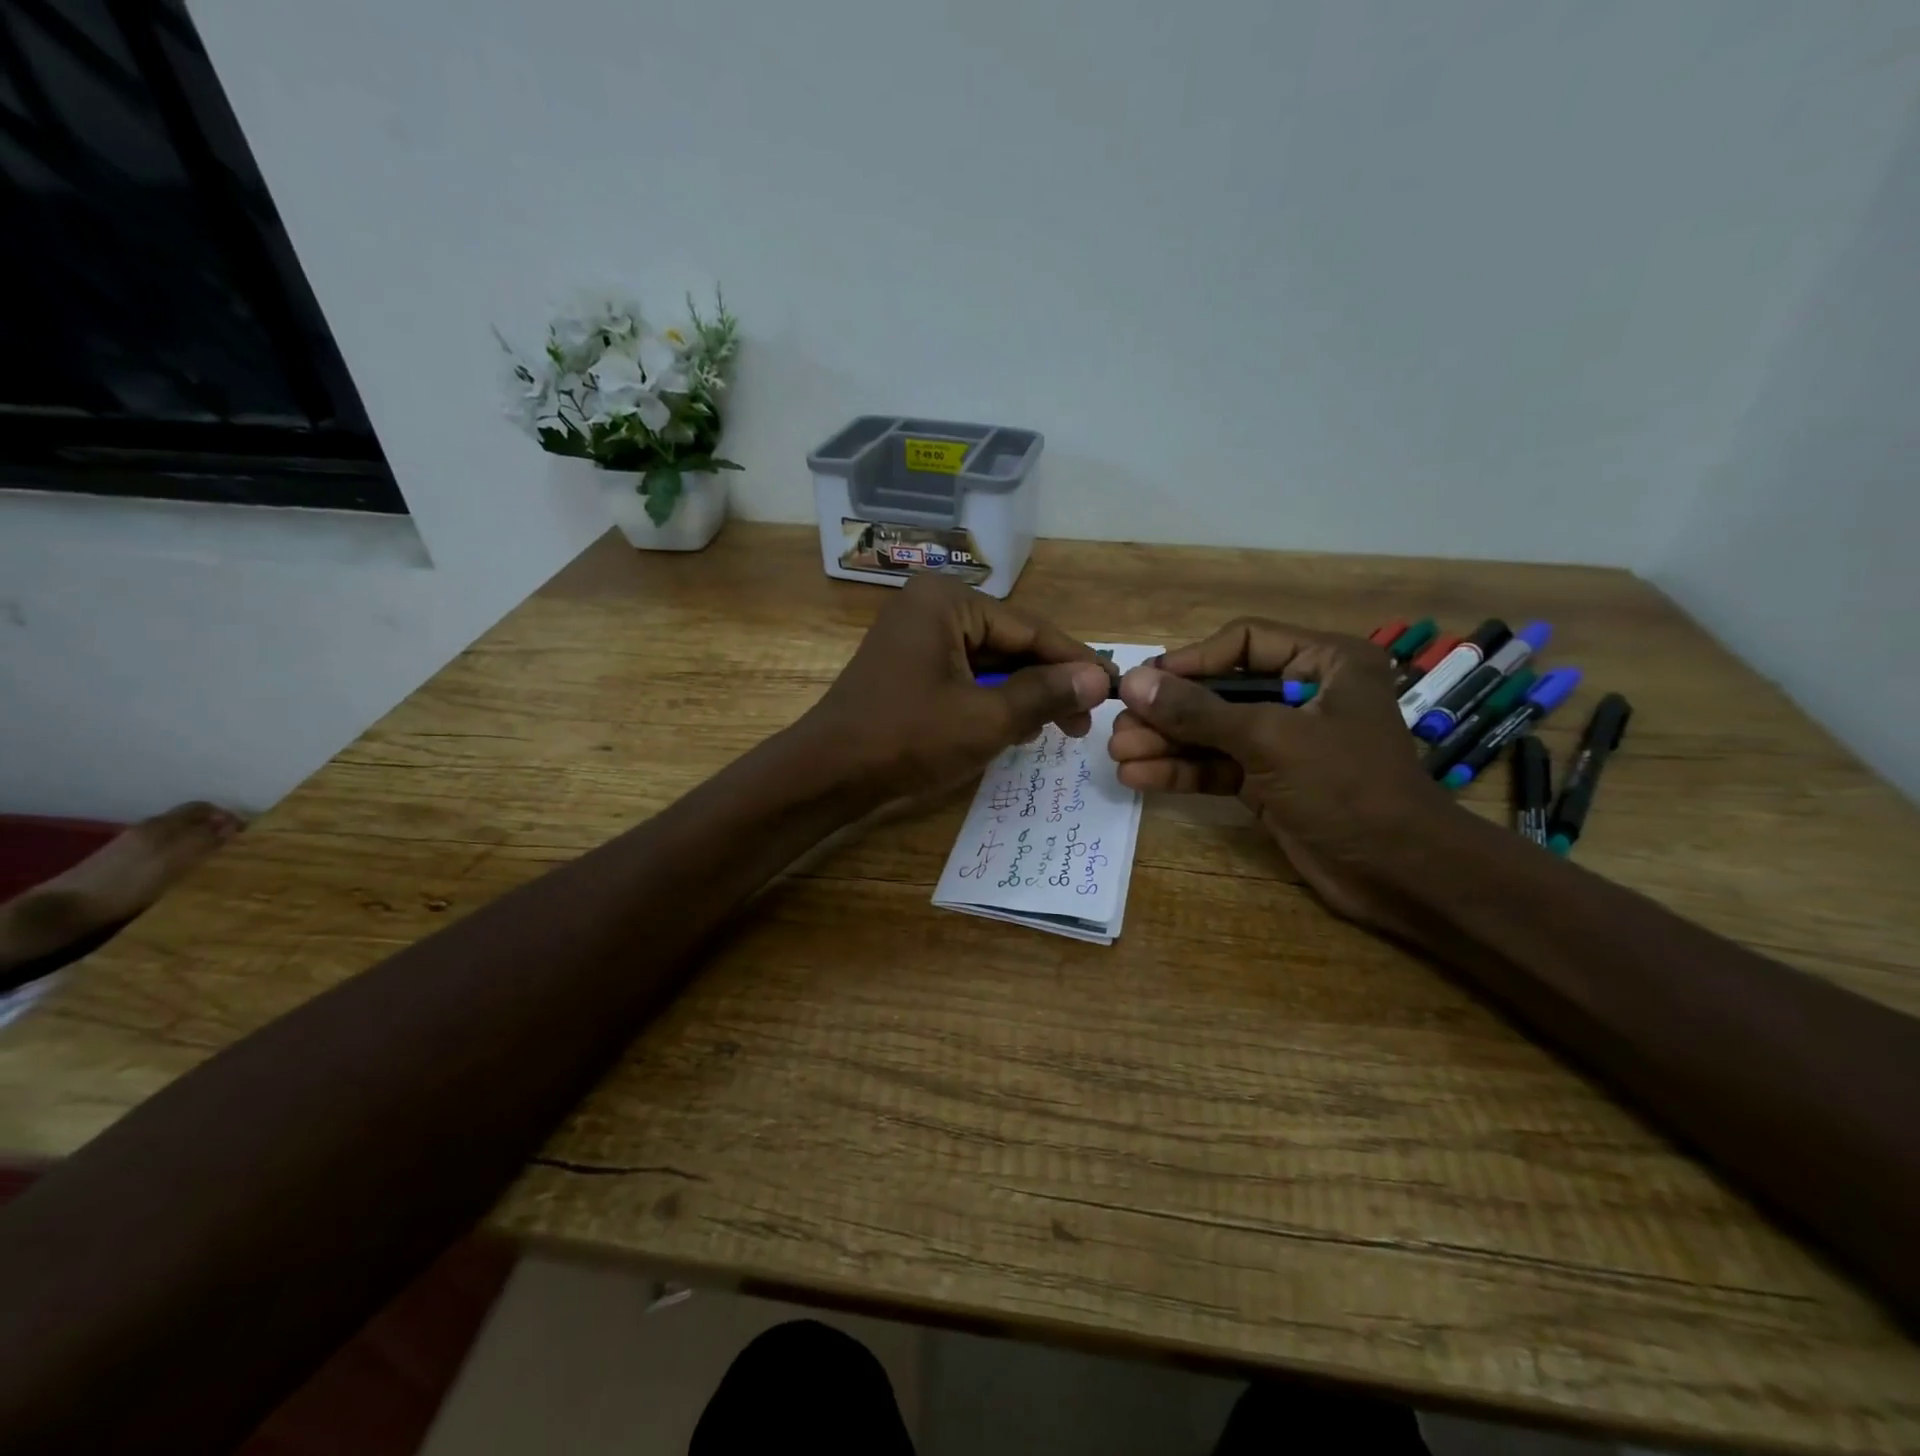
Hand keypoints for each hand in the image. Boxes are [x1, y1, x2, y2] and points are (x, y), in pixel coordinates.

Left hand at [804, 575, 1112, 799]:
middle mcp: (931, 607)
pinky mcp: (908, 666)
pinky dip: (991, 701)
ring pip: (989, 662)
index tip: (1113, 688)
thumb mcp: (986, 718)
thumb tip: (1097, 677)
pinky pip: (964, 676)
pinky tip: (1015, 729)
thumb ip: (1045, 693)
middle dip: (1047, 683)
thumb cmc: (907, 738)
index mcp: (947, 602)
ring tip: (1056, 729)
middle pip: (1009, 642)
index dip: (1074, 661)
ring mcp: (915, 636)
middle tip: (1083, 723)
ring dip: (1022, 696)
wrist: (827, 774)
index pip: (1029, 628)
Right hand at [1108, 619, 1458, 926]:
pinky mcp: (1268, 782)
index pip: (1244, 642)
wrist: (1398, 873)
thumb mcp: (1270, 740)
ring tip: (1118, 754)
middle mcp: (1302, 694)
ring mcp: (1283, 741)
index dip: (1191, 660)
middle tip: (1119, 726)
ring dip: (1165, 743)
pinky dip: (1180, 771)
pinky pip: (1216, 767)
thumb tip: (1134, 682)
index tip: (1144, 682)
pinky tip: (1138, 777)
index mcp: (1324, 663)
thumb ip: (1199, 710)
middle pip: (1219, 690)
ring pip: (1212, 732)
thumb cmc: (1347, 787)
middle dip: (1168, 711)